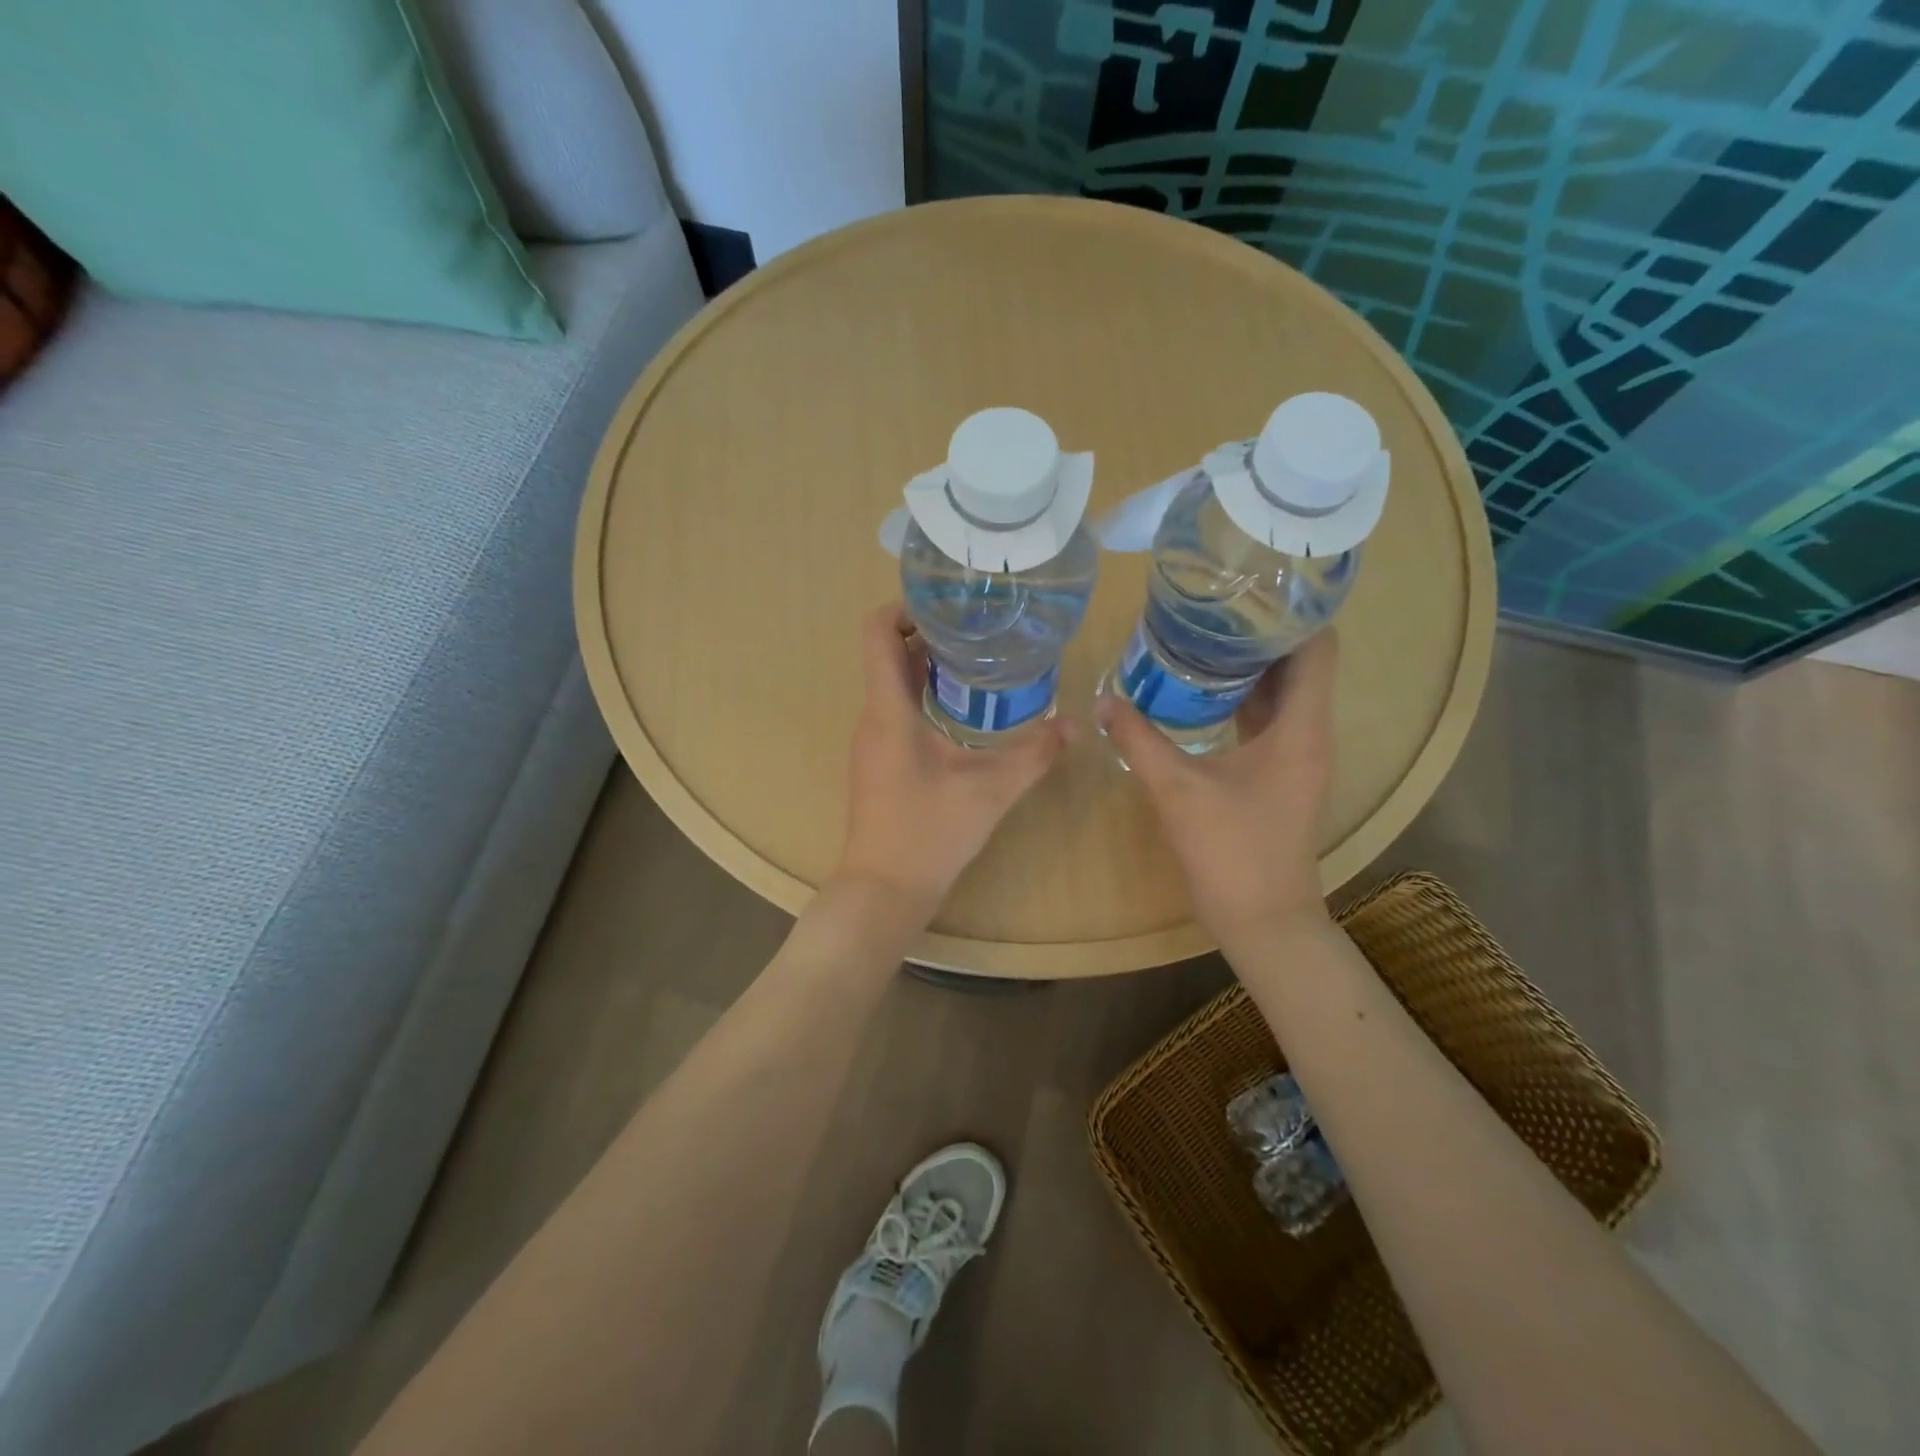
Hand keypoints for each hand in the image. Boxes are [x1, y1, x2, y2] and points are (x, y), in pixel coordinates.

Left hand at [834, 604, 1073, 922]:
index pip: (877, 632)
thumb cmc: (929, 832)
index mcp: (888, 710)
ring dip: (927, 667)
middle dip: (928, 634)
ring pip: (892, 685)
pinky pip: (896, 712)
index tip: (948, 605)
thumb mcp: (990, 790)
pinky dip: (924, 698)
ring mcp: (872, 743)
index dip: (905, 606)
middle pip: (888, 654)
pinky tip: (962, 714)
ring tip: (977, 663)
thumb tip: (1075, 724)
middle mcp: (873, 718)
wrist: (884, 890)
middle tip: (978, 629)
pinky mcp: (879, 764)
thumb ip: (1034, 754)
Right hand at [1096, 630, 1337, 943]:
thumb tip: (1101, 699)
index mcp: (1300, 728)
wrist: (1263, 919)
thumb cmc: (1230, 851)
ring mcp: (1298, 756)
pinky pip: (1271, 718)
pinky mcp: (1282, 774)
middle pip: (1300, 663)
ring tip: (1201, 638)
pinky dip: (1244, 697)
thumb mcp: (1177, 789)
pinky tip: (1203, 692)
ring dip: (1251, 665)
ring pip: (1285, 692)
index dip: (1290, 613)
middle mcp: (1310, 733)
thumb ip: (1138, 740)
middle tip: (1209, 608)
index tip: (1245, 591)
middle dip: (1260, 632)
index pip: (1317, 647)